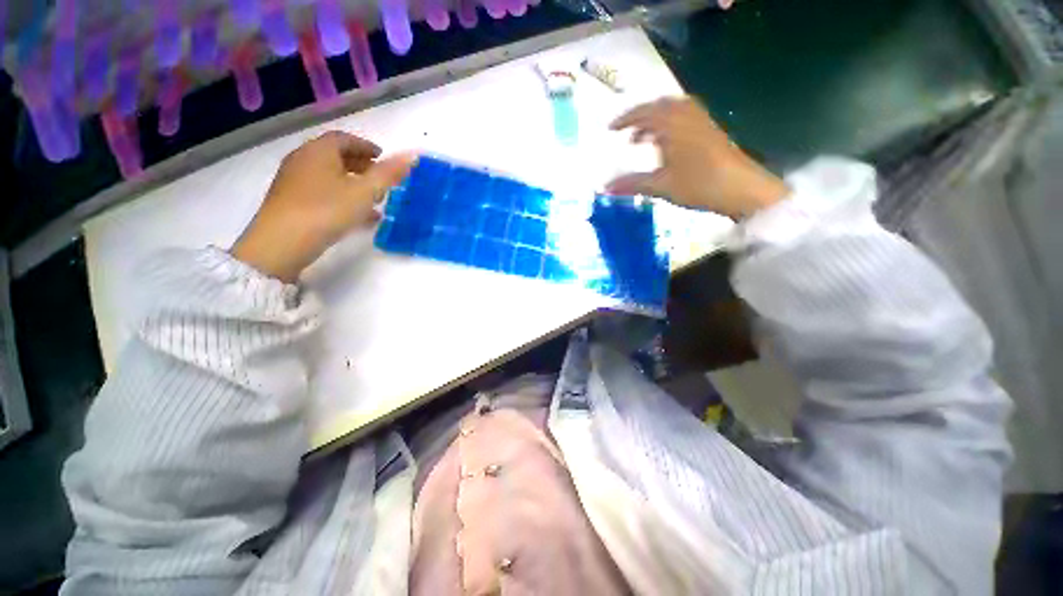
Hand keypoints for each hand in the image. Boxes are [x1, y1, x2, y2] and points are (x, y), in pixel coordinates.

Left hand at [232, 132, 416, 281]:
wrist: (281, 242)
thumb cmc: (327, 210)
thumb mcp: (364, 192)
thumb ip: (389, 174)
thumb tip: (412, 155)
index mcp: (319, 151)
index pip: (344, 139)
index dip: (365, 146)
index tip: (382, 156)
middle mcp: (303, 160)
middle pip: (335, 156)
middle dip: (360, 164)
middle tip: (379, 177)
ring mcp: (294, 181)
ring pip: (329, 175)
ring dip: (352, 182)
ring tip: (372, 198)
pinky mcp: (291, 201)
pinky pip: (322, 191)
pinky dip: (341, 196)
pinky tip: (356, 215)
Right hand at [606, 97, 788, 218]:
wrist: (740, 187)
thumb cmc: (698, 184)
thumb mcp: (660, 186)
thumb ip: (632, 184)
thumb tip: (605, 187)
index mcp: (672, 124)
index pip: (644, 113)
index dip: (625, 119)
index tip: (610, 128)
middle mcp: (687, 115)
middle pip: (660, 106)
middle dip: (640, 116)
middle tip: (626, 132)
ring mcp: (701, 121)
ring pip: (673, 110)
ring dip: (655, 120)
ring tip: (644, 139)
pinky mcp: (710, 130)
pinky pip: (685, 117)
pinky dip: (670, 125)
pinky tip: (667, 144)